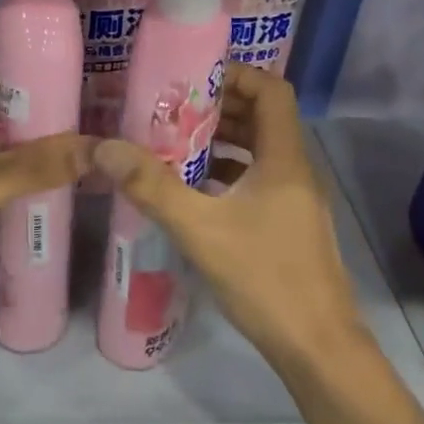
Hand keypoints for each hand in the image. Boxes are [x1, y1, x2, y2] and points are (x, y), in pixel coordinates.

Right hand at [93, 64, 370, 370]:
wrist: (318, 349)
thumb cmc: (266, 278)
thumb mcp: (200, 230)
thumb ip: (152, 187)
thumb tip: (105, 147)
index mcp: (285, 158)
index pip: (272, 90)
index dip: (236, 75)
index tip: (192, 79)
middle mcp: (296, 169)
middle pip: (263, 118)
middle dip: (219, 108)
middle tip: (171, 109)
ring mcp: (296, 199)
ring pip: (260, 151)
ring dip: (222, 142)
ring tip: (174, 143)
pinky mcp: (290, 224)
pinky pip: (258, 180)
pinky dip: (228, 174)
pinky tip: (194, 191)